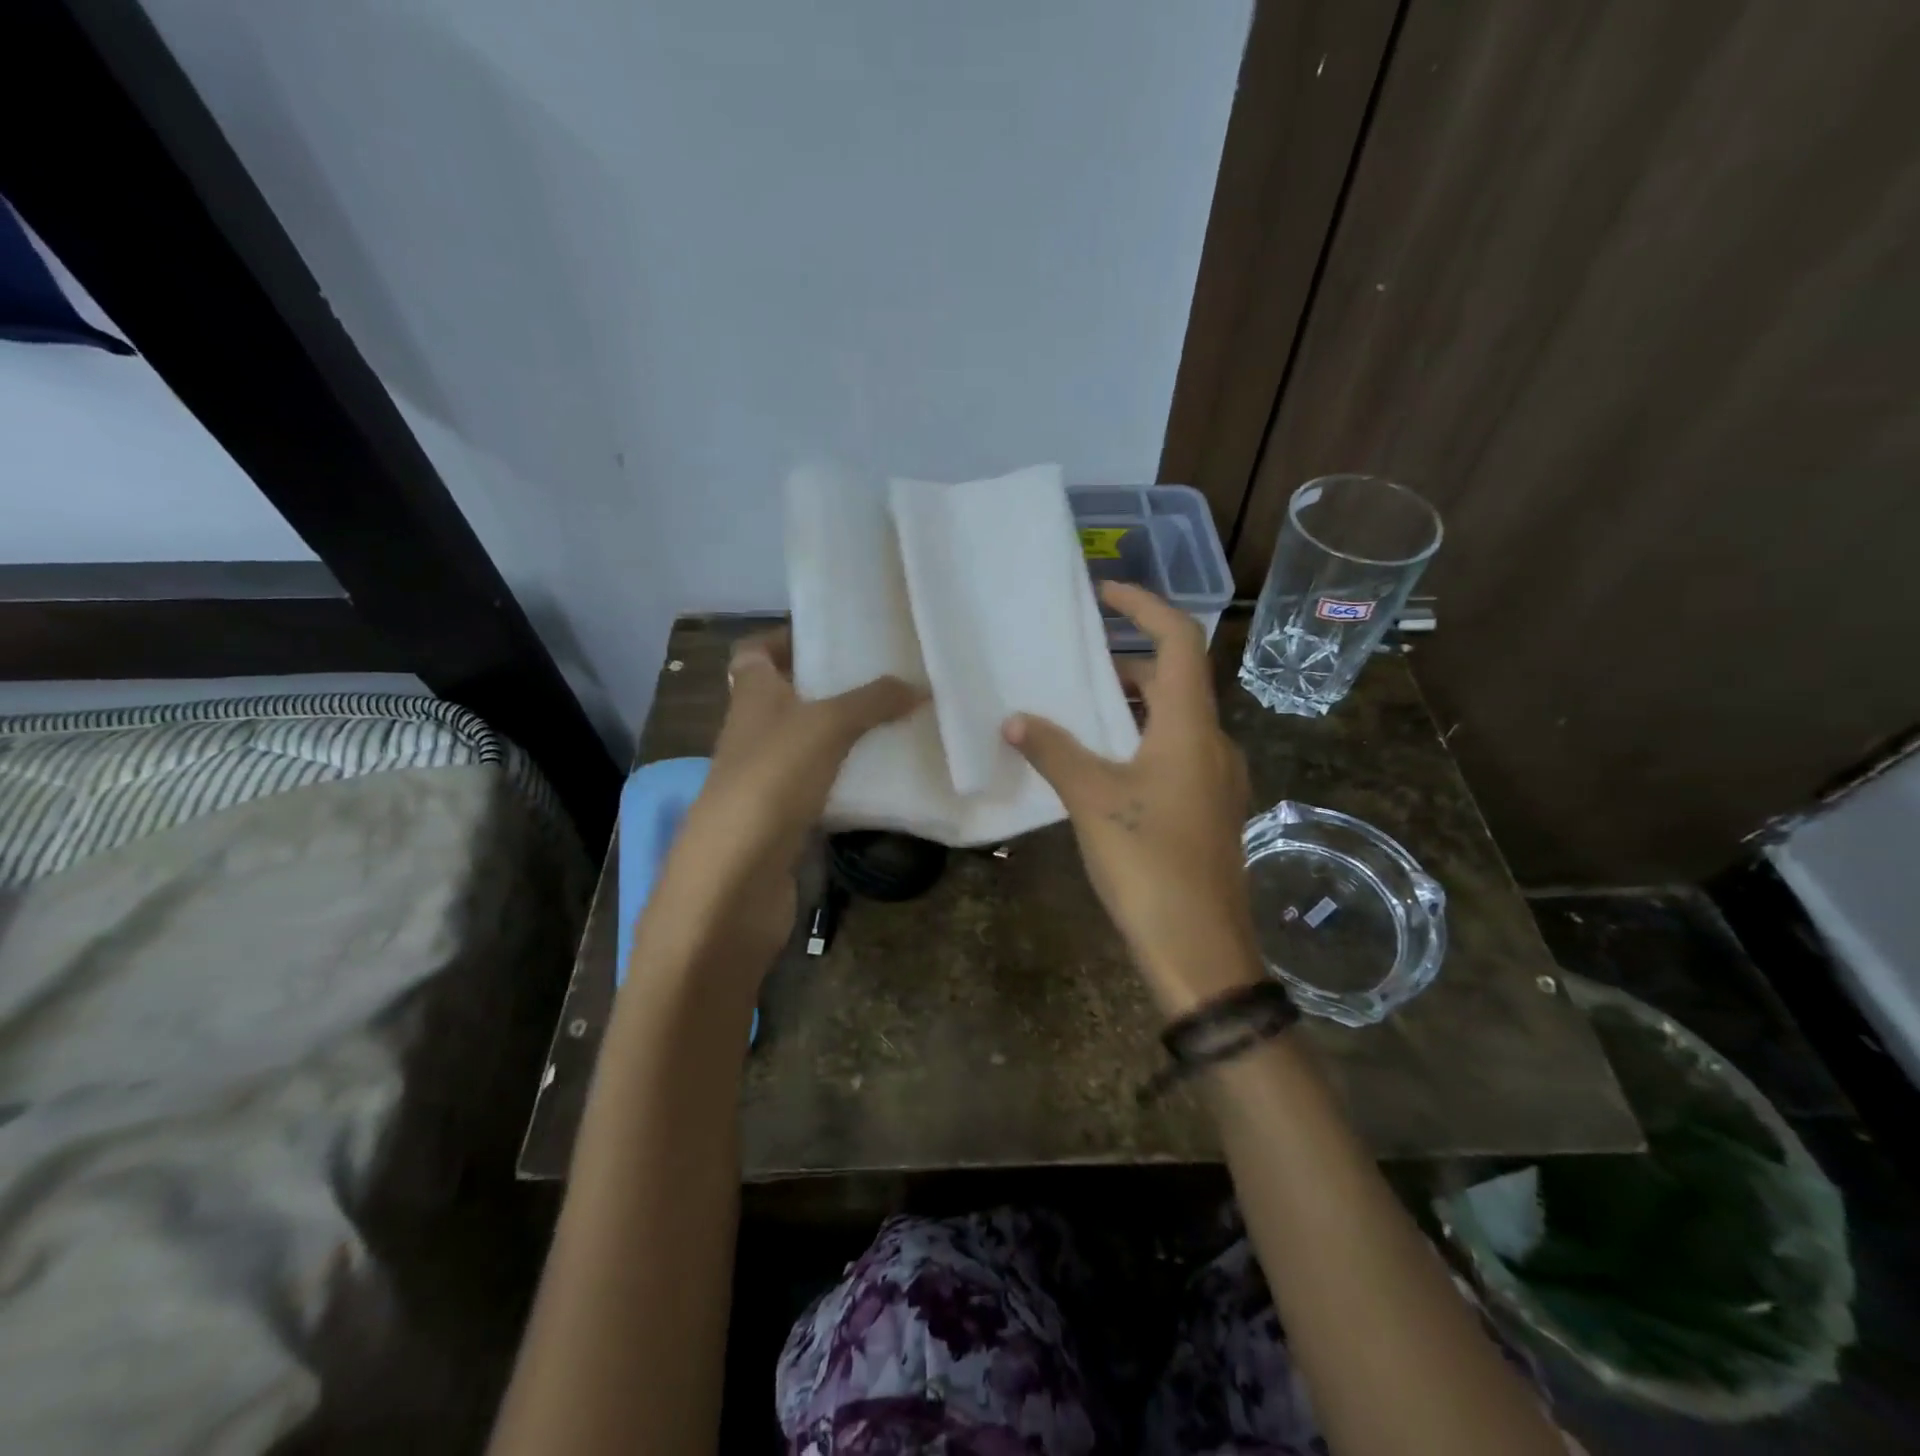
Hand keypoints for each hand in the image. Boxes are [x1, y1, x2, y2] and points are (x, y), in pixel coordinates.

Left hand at [644, 628, 922, 967]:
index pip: (755, 652)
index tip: (831, 636)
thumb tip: (918, 685)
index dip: (786, 638)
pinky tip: (884, 778)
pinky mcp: (782, 818)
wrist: (736, 877)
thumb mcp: (827, 726)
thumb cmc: (772, 780)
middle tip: (883, 679)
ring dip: (844, 735)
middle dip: (831, 687)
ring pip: (808, 744)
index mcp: (751, 696)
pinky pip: (820, 786)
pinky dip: (847, 779)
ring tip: (896, 723)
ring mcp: (765, 778)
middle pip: (787, 697)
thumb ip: (872, 701)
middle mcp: (753, 732)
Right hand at [1004, 583, 1260, 1016]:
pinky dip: (1141, 739)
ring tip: (1082, 708)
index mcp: (1189, 727)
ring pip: (1175, 719)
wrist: (1200, 948)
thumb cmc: (1147, 862)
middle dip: (1128, 660)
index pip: (1180, 641)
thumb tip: (1015, 719)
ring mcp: (1216, 779)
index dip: (1145, 605)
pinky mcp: (1210, 809)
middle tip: (1078, 661)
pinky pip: (1176, 752)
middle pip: (1176, 679)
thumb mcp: (1092, 800)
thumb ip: (1053, 751)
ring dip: (1133, 704)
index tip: (1104, 593)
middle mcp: (1212, 743)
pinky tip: (1105, 765)